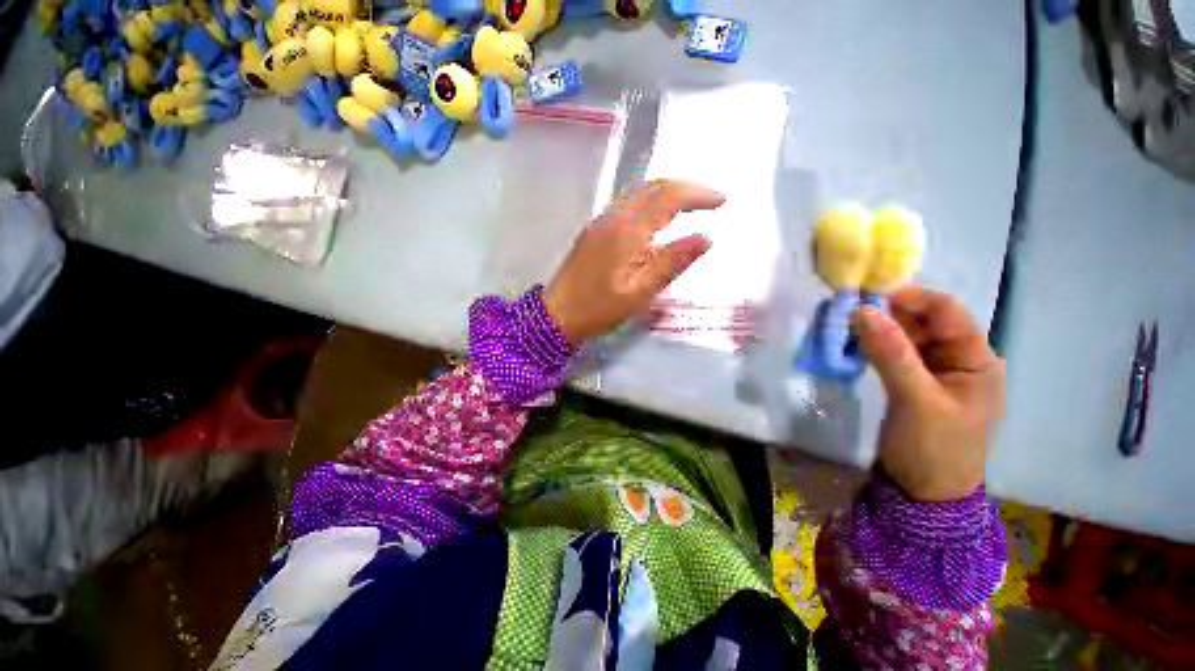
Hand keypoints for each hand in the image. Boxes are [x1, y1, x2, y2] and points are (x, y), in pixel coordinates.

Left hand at [545, 180, 725, 344]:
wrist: (555, 315)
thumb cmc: (599, 308)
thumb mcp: (641, 292)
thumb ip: (673, 262)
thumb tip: (707, 237)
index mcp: (627, 230)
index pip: (668, 198)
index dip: (697, 195)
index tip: (722, 200)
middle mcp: (614, 216)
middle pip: (654, 187)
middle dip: (687, 187)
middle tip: (714, 198)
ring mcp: (603, 219)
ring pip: (641, 190)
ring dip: (670, 189)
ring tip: (696, 201)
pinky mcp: (598, 227)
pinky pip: (631, 200)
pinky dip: (654, 197)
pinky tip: (664, 211)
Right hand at [855, 286, 1005, 501]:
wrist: (922, 509)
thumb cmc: (933, 454)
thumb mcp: (915, 403)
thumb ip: (892, 354)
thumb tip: (862, 308)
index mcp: (980, 361)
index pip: (949, 312)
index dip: (914, 299)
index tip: (875, 297)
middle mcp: (968, 362)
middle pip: (932, 324)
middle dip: (898, 318)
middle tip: (861, 317)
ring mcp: (948, 377)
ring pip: (918, 340)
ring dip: (891, 334)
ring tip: (860, 334)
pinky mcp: (928, 391)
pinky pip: (910, 360)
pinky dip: (890, 353)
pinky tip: (869, 351)